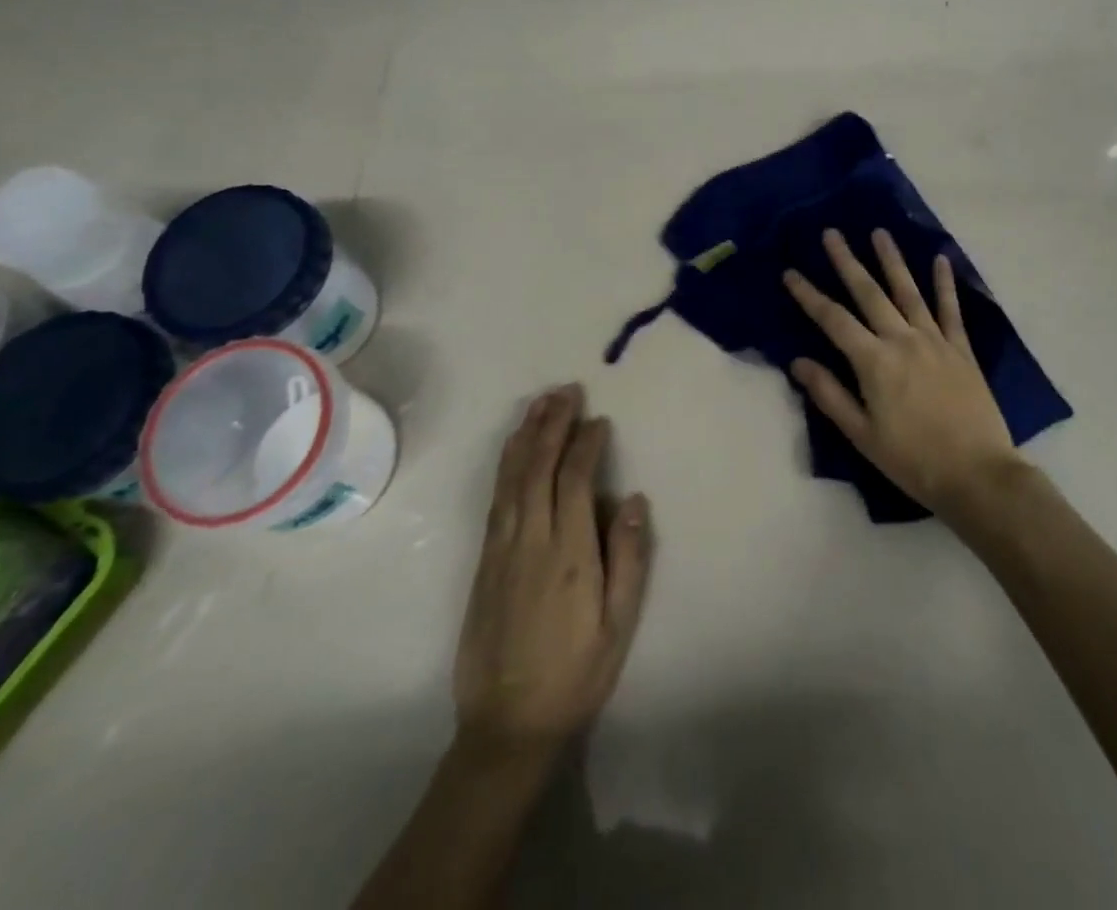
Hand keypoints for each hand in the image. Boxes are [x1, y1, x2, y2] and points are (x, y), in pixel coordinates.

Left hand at [454, 385, 651, 757]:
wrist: (507, 726)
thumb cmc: (576, 674)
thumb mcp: (619, 624)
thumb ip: (629, 557)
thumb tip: (633, 498)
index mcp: (569, 553)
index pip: (576, 479)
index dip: (587, 444)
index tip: (599, 420)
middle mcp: (531, 540)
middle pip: (539, 467)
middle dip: (553, 424)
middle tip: (566, 391)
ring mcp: (501, 549)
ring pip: (511, 478)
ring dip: (526, 435)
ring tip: (539, 403)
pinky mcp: (483, 562)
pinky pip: (495, 499)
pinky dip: (506, 466)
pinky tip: (513, 450)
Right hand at [784, 229, 1022, 517]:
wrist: (977, 475)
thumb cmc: (912, 460)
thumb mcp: (861, 435)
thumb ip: (829, 394)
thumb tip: (798, 361)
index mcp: (874, 362)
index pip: (833, 320)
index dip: (809, 295)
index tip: (791, 272)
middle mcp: (902, 340)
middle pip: (869, 293)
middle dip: (847, 262)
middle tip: (832, 233)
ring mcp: (935, 341)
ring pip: (908, 292)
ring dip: (892, 260)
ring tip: (879, 232)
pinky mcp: (961, 350)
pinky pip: (951, 310)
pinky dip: (945, 284)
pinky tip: (940, 259)